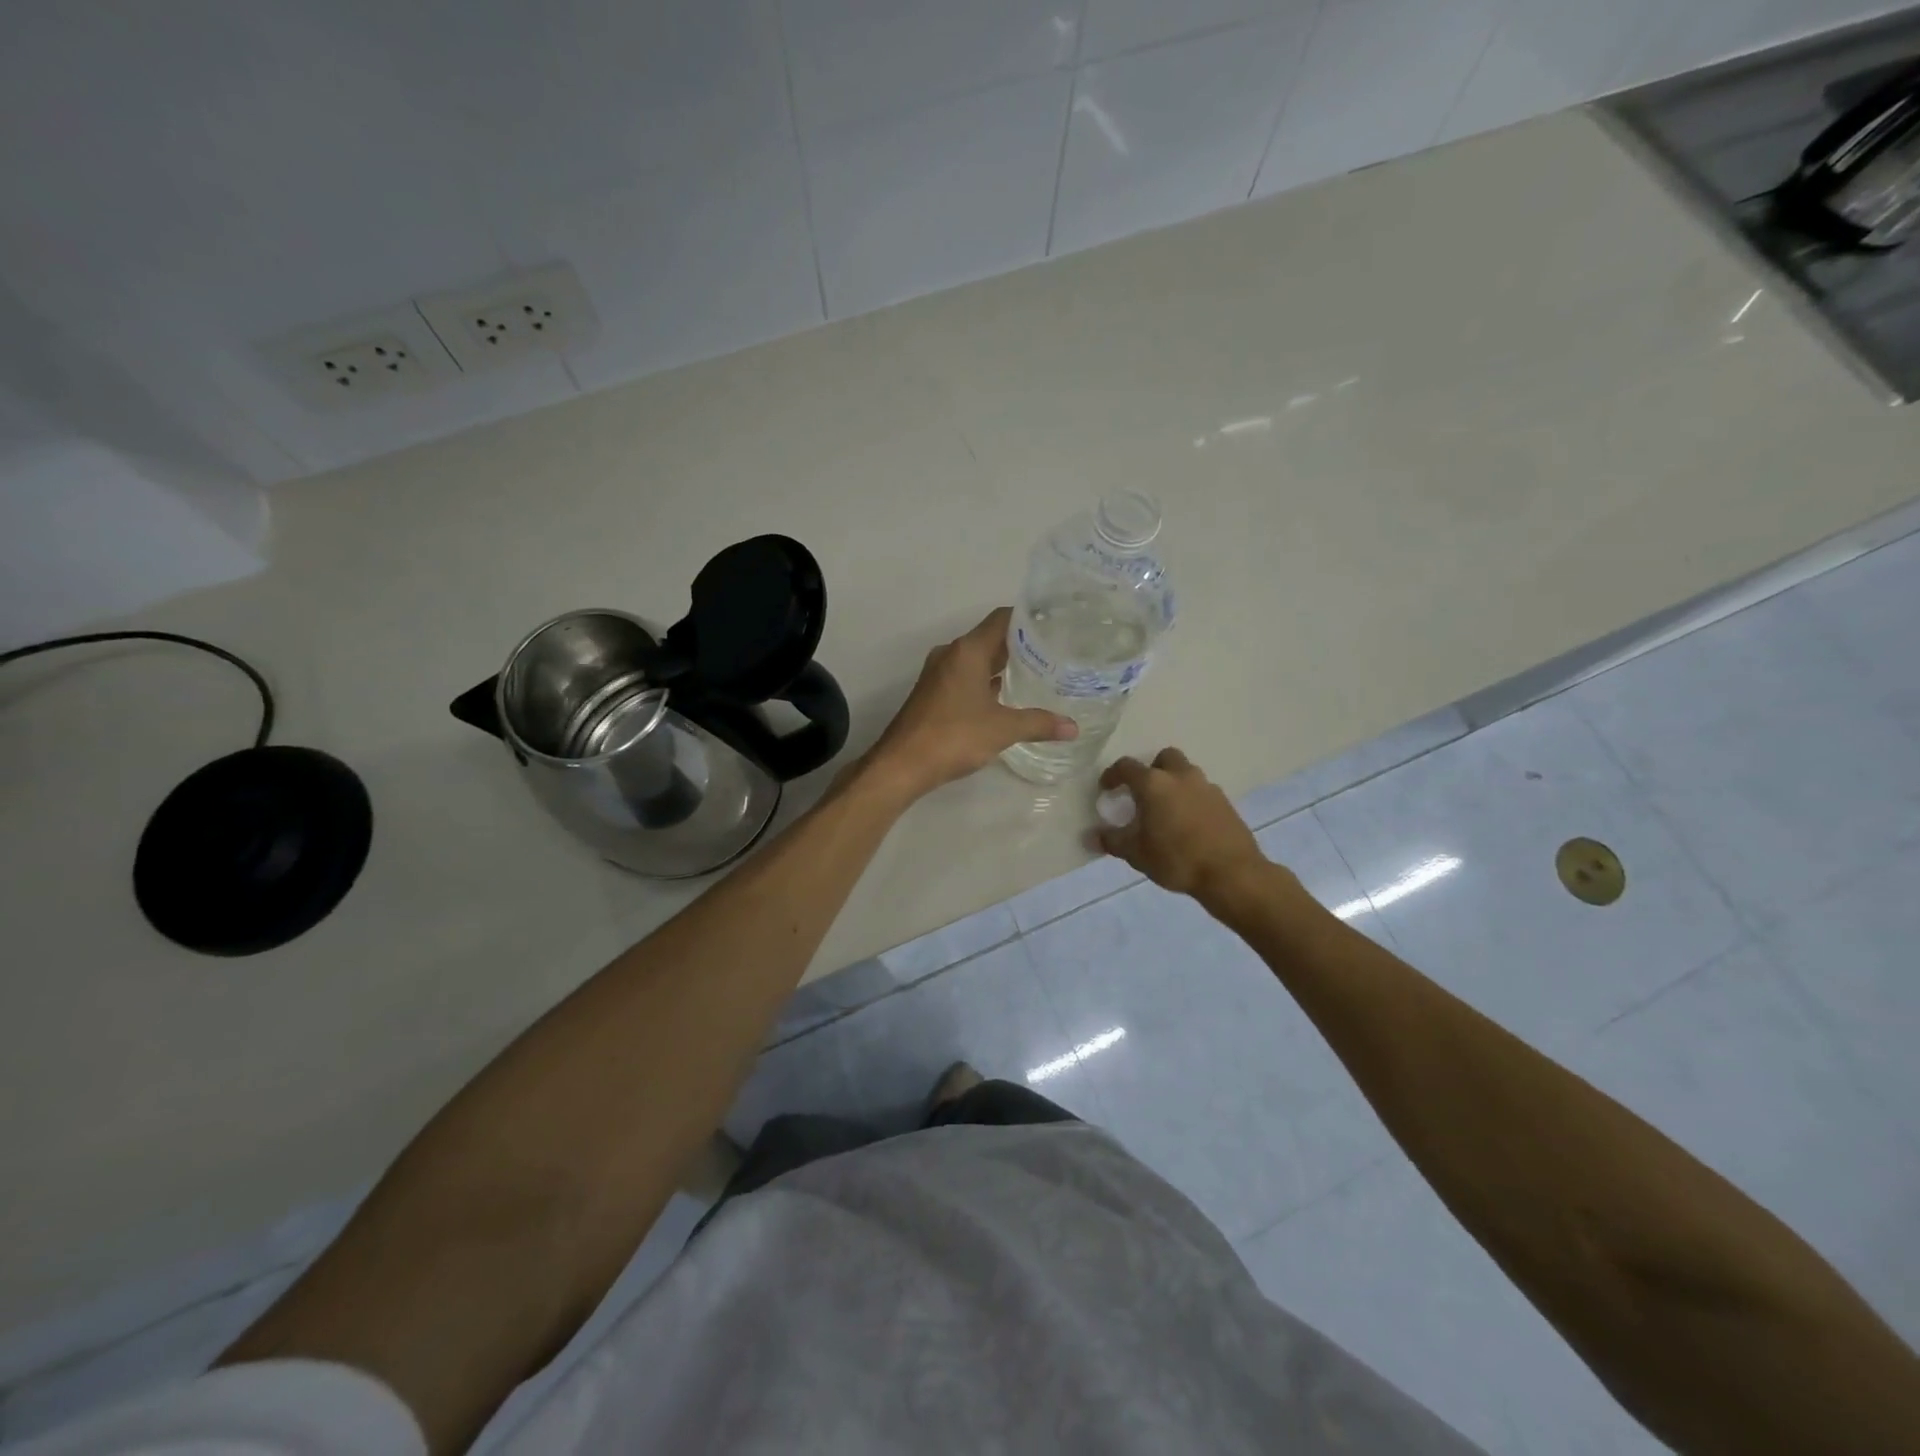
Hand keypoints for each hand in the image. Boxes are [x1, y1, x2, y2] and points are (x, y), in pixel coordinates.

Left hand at [864, 608, 1076, 800]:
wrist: (902, 764)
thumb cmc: (953, 737)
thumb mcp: (1002, 729)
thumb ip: (1039, 723)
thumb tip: (1072, 728)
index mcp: (967, 651)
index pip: (1002, 618)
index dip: (1029, 618)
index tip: (1055, 624)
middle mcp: (951, 654)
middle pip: (990, 638)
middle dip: (1020, 644)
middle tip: (1055, 651)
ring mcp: (939, 674)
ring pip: (977, 659)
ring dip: (1002, 665)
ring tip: (1037, 673)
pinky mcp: (933, 693)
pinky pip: (966, 677)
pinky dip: (986, 682)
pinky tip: (1006, 697)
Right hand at [1095, 748, 1268, 903]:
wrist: (1231, 874)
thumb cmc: (1176, 859)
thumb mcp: (1136, 854)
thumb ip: (1112, 841)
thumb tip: (1092, 836)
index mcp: (1154, 784)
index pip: (1127, 767)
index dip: (1113, 775)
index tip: (1106, 789)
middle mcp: (1181, 777)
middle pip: (1164, 758)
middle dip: (1151, 769)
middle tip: (1143, 793)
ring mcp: (1207, 787)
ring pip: (1186, 773)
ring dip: (1174, 784)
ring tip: (1166, 811)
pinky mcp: (1225, 802)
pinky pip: (1202, 792)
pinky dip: (1191, 800)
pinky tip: (1188, 825)